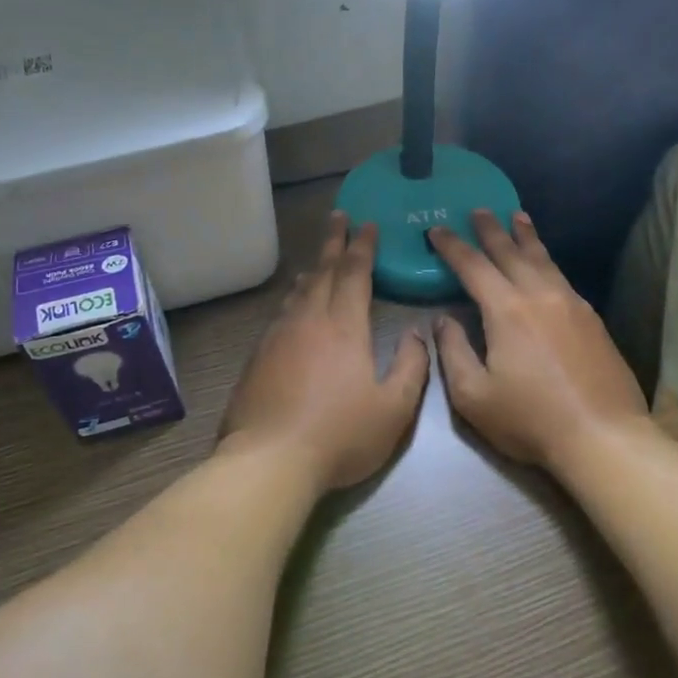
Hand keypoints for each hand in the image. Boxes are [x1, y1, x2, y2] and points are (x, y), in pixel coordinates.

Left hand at [221, 212, 431, 490]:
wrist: (269, 460)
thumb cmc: (339, 435)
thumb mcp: (393, 409)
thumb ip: (412, 367)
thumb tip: (419, 334)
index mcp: (344, 326)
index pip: (354, 272)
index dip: (362, 246)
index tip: (367, 223)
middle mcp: (309, 319)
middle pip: (323, 270)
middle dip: (334, 242)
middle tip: (339, 217)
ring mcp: (278, 336)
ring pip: (299, 291)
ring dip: (314, 269)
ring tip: (320, 260)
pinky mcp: (258, 356)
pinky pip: (281, 313)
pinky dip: (294, 298)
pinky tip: (294, 306)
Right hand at [429, 212, 648, 472]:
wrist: (603, 436)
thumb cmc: (530, 419)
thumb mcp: (473, 395)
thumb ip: (452, 351)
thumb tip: (442, 320)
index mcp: (507, 309)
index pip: (473, 266)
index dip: (452, 246)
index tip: (437, 229)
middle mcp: (540, 295)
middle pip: (510, 252)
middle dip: (490, 229)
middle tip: (478, 209)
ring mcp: (571, 303)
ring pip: (543, 259)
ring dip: (526, 237)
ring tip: (517, 217)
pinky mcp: (591, 318)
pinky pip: (561, 276)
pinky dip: (547, 260)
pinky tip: (545, 265)